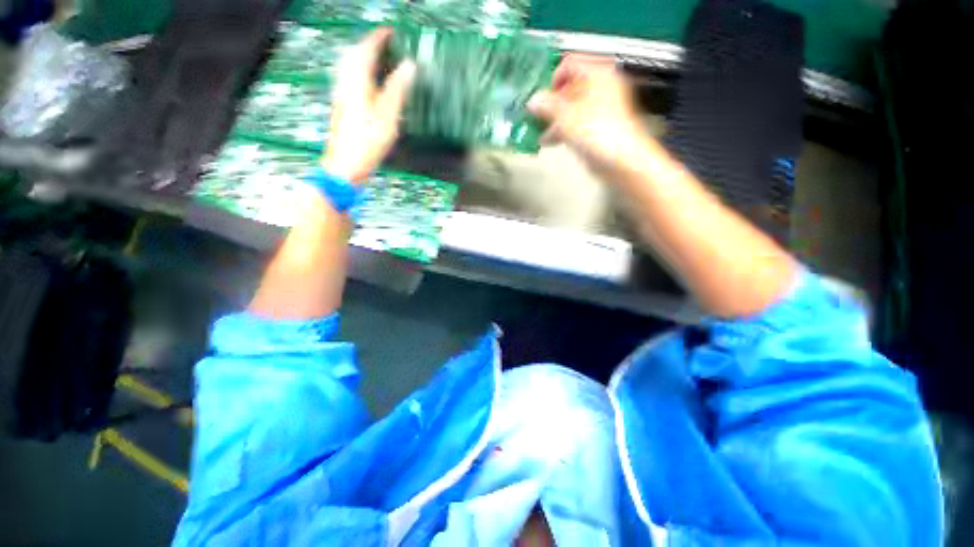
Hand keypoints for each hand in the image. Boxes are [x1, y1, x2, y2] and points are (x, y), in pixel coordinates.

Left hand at [322, 28, 415, 181]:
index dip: (379, 38)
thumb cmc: (366, 143)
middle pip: (354, 54)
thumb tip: (409, 67)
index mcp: (357, 82)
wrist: (345, 166)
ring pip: (350, 66)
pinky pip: (349, 79)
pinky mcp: (342, 107)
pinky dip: (360, 72)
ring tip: (379, 59)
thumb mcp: (387, 117)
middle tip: (386, 44)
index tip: (392, 32)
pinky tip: (369, 82)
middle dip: (369, 44)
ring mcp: (342, 95)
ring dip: (363, 57)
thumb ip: (397, 90)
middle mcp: (345, 84)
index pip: (366, 50)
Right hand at [528, 55, 650, 176]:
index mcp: (598, 74)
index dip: (551, 78)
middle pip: (568, 88)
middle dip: (549, 102)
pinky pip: (574, 124)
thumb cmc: (602, 133)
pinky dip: (561, 130)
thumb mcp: (567, 116)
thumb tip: (533, 101)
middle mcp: (600, 88)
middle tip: (535, 112)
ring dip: (552, 118)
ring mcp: (598, 109)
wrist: (620, 161)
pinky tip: (548, 139)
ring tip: (537, 129)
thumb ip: (547, 106)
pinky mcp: (596, 128)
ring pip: (570, 108)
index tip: (539, 93)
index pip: (569, 64)